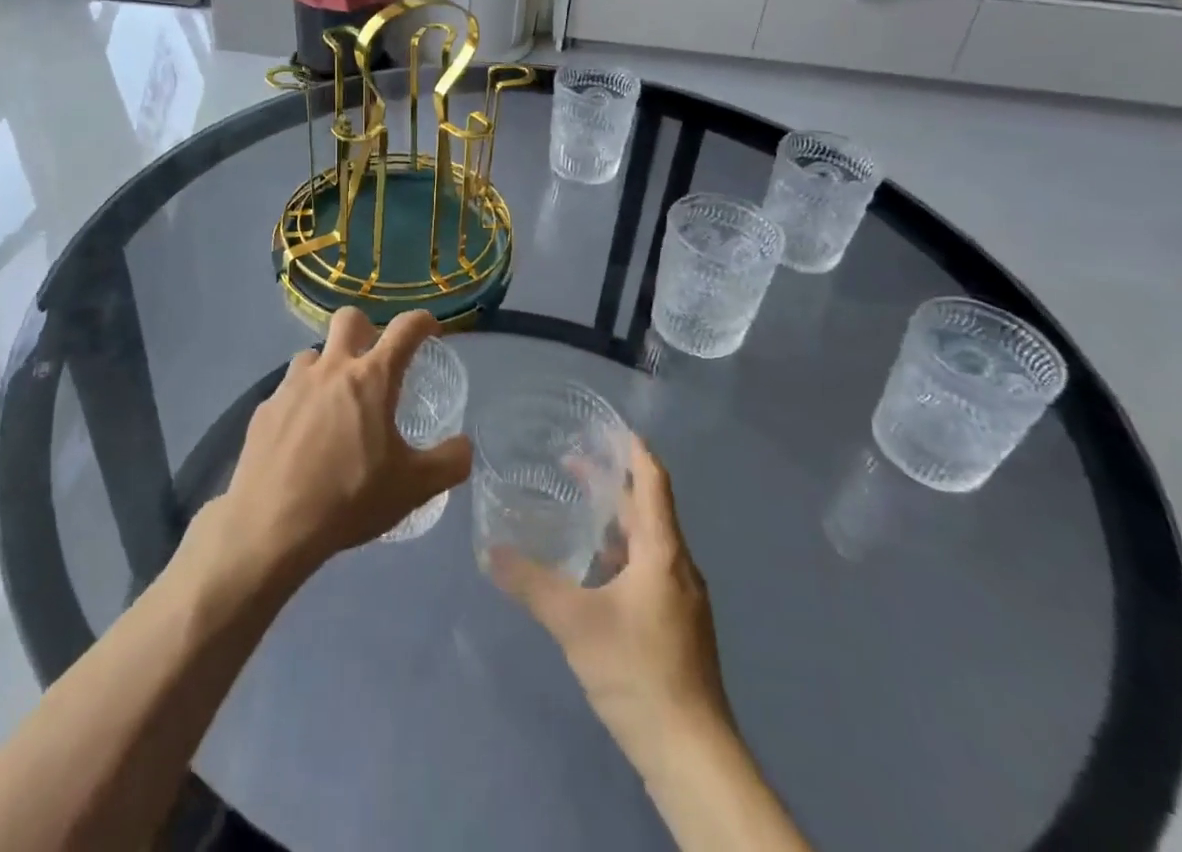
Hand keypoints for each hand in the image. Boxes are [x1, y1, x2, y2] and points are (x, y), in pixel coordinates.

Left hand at [220, 308, 472, 578]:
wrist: (271, 526)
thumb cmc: (350, 498)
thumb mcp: (414, 488)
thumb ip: (449, 463)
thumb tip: (463, 446)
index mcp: (371, 378)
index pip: (405, 329)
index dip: (422, 321)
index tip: (430, 329)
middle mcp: (331, 369)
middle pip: (349, 319)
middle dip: (366, 329)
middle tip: (374, 361)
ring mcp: (292, 385)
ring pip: (314, 354)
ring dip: (329, 368)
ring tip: (335, 404)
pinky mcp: (264, 409)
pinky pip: (287, 391)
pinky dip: (301, 402)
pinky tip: (302, 437)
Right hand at [488, 440, 731, 758]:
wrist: (692, 756)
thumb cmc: (638, 671)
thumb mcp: (575, 622)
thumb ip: (531, 583)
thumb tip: (490, 551)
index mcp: (663, 551)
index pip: (653, 481)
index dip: (634, 450)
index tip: (607, 426)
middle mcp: (679, 566)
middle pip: (649, 508)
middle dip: (613, 483)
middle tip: (572, 464)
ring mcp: (683, 600)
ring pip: (649, 542)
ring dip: (617, 520)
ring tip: (579, 512)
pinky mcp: (680, 628)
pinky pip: (650, 570)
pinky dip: (622, 554)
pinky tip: (595, 573)